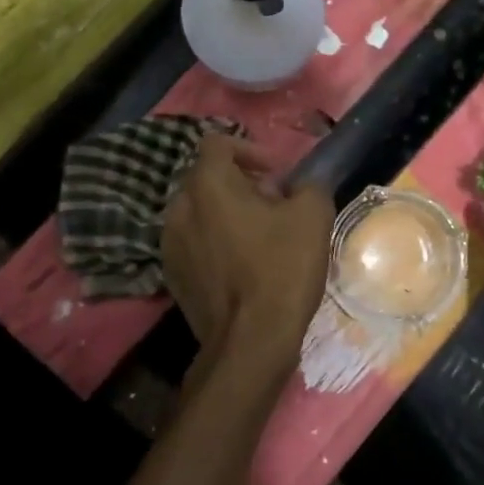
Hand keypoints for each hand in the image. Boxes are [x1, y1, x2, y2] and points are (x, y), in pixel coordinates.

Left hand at [163, 132, 333, 364]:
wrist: (250, 341)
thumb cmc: (281, 269)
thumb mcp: (313, 216)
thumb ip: (308, 185)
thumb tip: (300, 185)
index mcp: (207, 185)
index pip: (217, 143)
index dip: (250, 149)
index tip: (276, 174)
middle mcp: (179, 208)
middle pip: (207, 179)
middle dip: (240, 184)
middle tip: (274, 204)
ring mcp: (170, 244)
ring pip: (199, 212)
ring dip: (226, 214)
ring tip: (259, 236)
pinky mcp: (172, 276)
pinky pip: (194, 243)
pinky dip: (216, 242)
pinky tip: (243, 265)